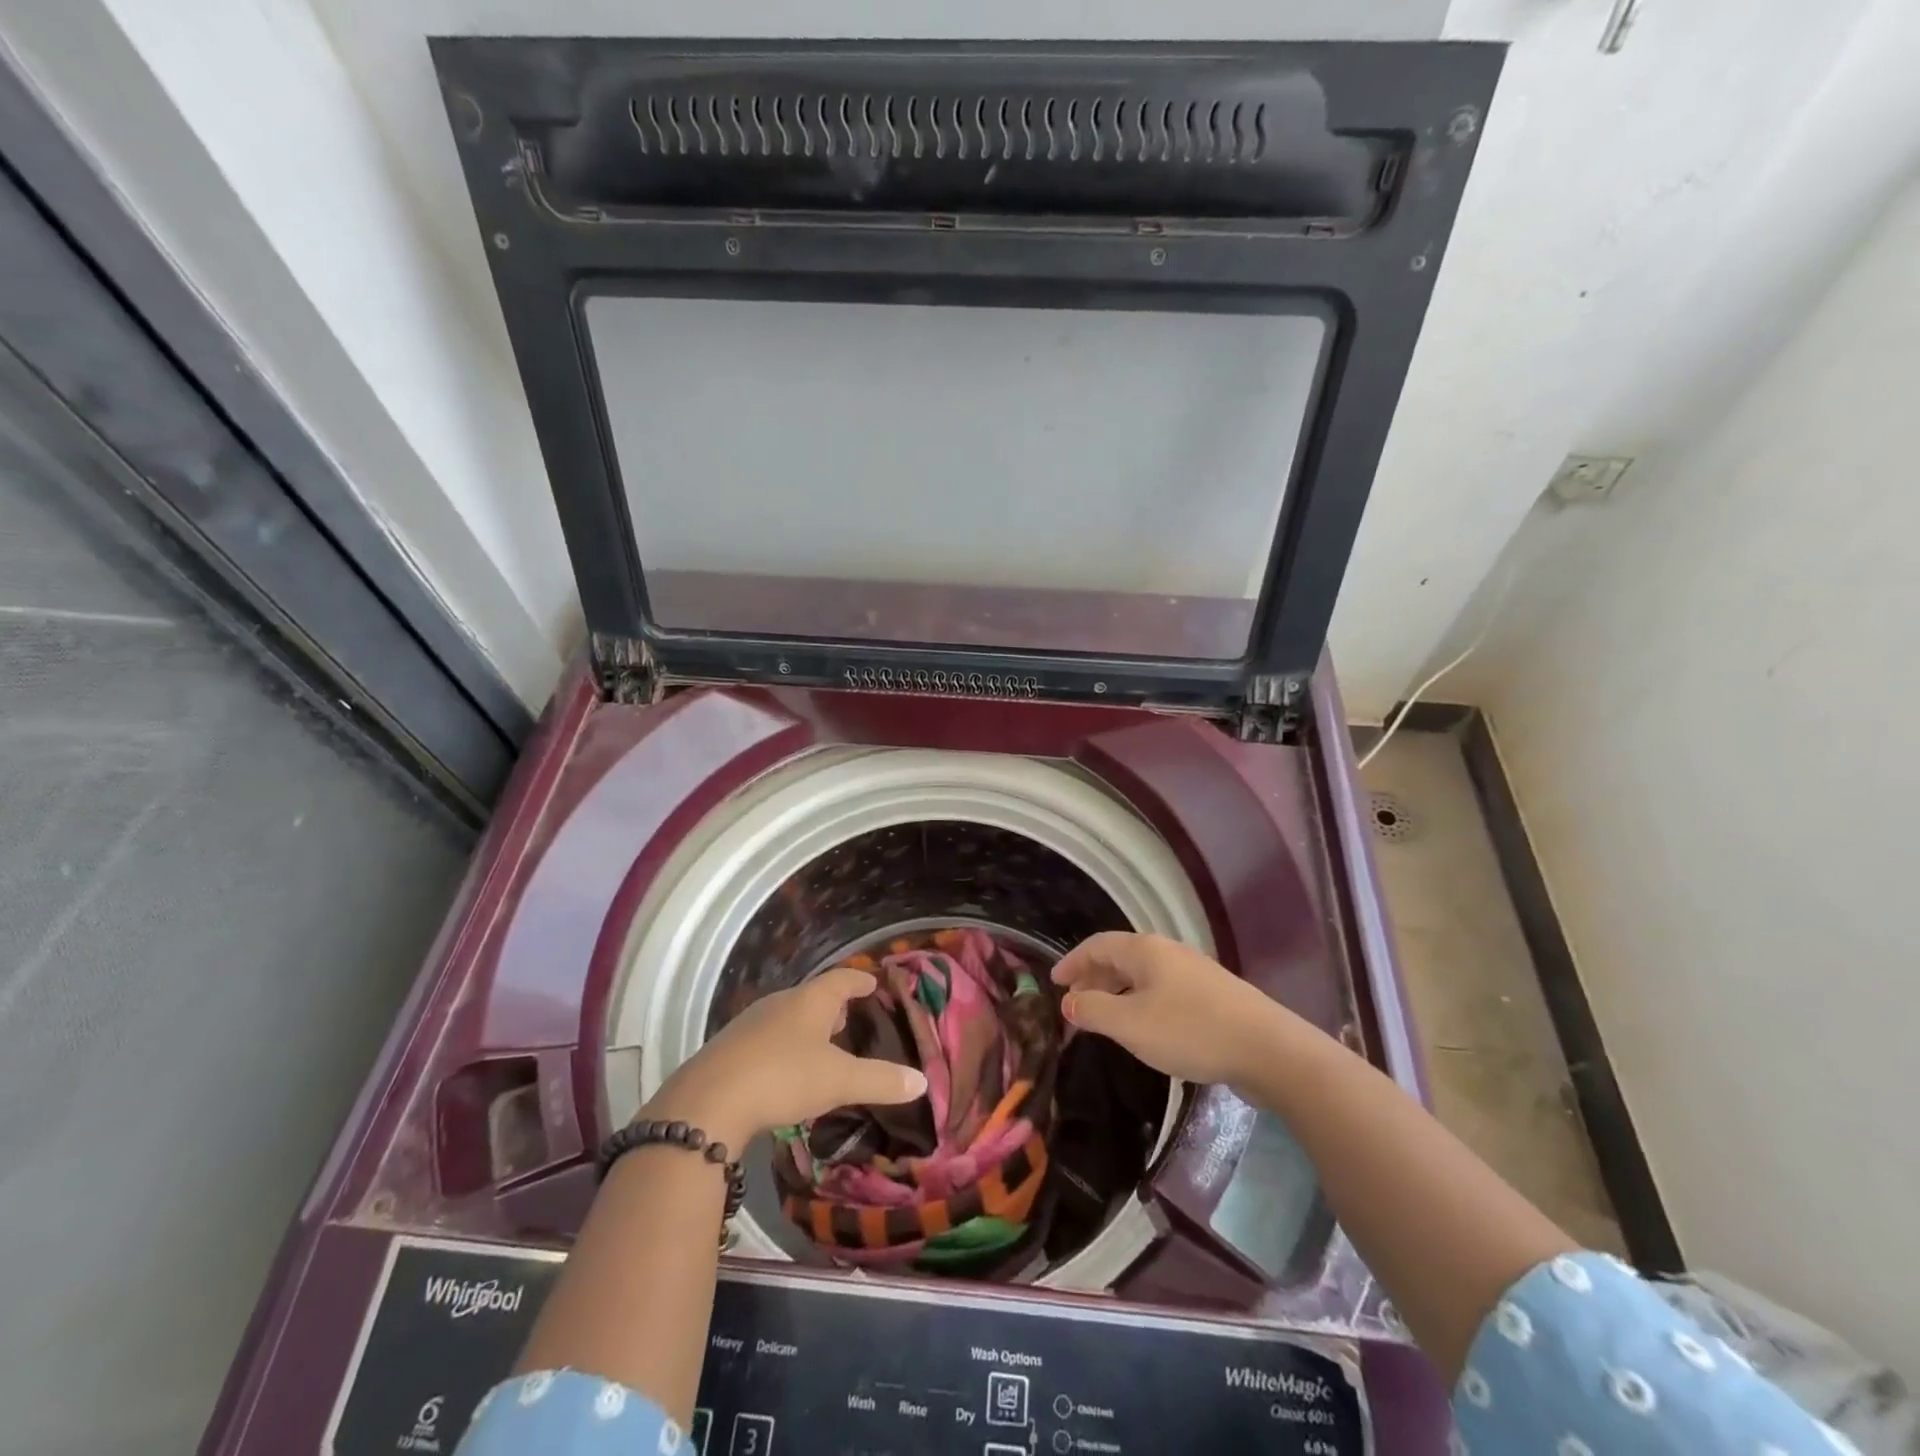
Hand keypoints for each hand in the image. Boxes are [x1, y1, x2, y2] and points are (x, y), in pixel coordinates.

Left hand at [640, 966, 926, 1150]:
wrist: (707, 1102)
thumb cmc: (783, 1077)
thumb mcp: (839, 1081)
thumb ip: (880, 1080)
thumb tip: (922, 1081)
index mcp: (810, 1000)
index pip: (842, 979)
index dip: (859, 980)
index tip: (873, 982)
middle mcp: (780, 1003)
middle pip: (812, 997)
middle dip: (833, 1006)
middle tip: (851, 1018)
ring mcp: (750, 1024)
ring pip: (787, 1018)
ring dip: (806, 1028)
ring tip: (822, 1045)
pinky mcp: (729, 1050)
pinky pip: (765, 1040)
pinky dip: (783, 1048)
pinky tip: (785, 1071)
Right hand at [1051, 931, 1294, 1085]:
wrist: (1267, 1049)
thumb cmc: (1190, 1030)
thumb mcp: (1130, 1024)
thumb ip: (1093, 1010)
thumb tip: (1068, 1002)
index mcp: (1144, 950)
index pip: (1097, 945)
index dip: (1072, 962)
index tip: (1053, 982)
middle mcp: (1168, 952)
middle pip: (1120, 958)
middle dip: (1093, 979)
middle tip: (1073, 1005)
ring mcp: (1193, 973)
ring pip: (1142, 976)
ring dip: (1116, 993)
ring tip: (1103, 1019)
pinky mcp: (1212, 996)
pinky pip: (1162, 991)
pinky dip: (1140, 1002)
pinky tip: (1144, 1027)